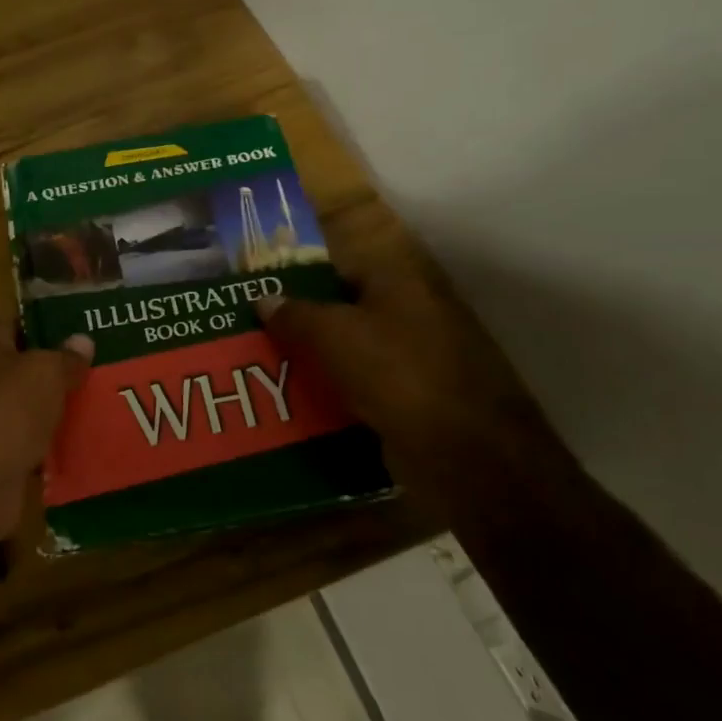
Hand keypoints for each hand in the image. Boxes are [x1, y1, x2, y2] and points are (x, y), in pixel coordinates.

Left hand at [0, 321, 93, 552]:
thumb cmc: (7, 409)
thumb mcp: (45, 371)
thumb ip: (66, 356)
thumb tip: (83, 340)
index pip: (15, 323)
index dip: (44, 324)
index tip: (80, 329)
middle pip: (26, 367)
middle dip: (59, 369)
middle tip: (102, 366)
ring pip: (33, 406)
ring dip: (60, 408)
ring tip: (104, 401)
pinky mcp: (1, 456)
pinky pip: (35, 442)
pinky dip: (56, 443)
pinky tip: (88, 439)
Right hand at [254, 244, 571, 504]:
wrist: (464, 450)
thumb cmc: (397, 372)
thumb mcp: (333, 335)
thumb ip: (295, 314)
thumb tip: (263, 299)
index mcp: (398, 283)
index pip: (339, 270)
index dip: (300, 281)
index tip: (263, 298)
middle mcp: (413, 313)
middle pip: (345, 313)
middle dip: (303, 326)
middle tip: (257, 339)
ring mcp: (419, 358)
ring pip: (354, 354)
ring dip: (318, 364)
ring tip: (270, 374)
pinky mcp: (418, 399)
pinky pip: (366, 389)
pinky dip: (338, 395)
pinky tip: (305, 408)